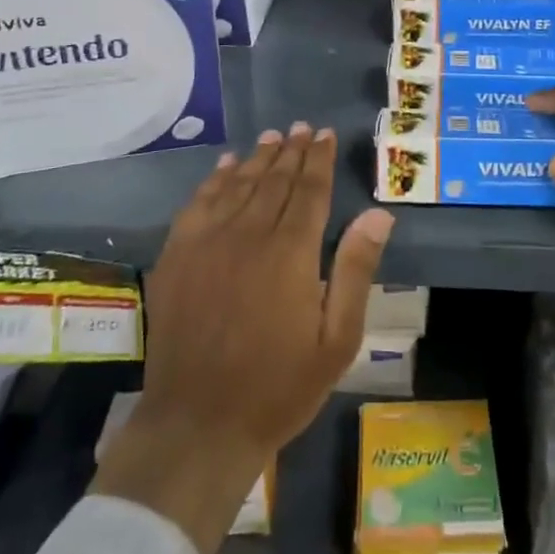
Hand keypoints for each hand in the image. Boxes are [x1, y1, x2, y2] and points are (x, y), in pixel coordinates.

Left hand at [91, 125, 392, 553]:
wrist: (198, 426)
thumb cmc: (279, 387)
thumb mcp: (336, 339)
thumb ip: (355, 270)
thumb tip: (378, 213)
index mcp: (290, 253)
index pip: (310, 191)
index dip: (320, 160)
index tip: (326, 134)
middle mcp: (248, 234)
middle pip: (274, 181)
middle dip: (292, 151)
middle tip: (302, 128)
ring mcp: (206, 243)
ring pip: (238, 185)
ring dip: (257, 158)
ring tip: (272, 137)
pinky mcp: (176, 257)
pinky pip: (198, 204)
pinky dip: (214, 180)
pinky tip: (225, 166)